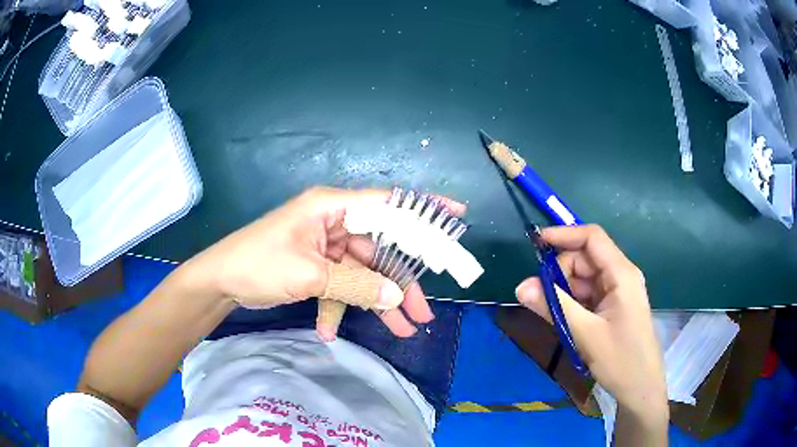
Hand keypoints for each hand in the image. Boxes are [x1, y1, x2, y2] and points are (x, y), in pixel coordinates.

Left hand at [192, 187, 463, 339]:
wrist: (219, 281)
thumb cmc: (259, 264)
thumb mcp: (311, 275)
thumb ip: (357, 286)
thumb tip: (397, 300)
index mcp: (332, 207)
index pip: (387, 203)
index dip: (423, 211)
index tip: (456, 217)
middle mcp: (333, 221)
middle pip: (380, 250)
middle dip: (400, 284)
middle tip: (422, 313)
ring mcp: (325, 246)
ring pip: (363, 273)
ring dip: (377, 302)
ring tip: (402, 331)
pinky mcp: (316, 266)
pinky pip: (339, 285)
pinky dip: (339, 306)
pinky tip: (331, 331)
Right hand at [515, 225, 666, 422]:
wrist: (640, 387)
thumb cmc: (620, 359)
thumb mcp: (585, 333)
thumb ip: (554, 307)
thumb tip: (520, 287)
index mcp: (621, 274)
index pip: (592, 238)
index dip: (564, 235)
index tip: (535, 244)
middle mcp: (620, 276)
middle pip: (584, 259)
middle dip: (559, 272)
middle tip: (537, 297)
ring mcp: (616, 291)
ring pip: (583, 278)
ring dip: (563, 290)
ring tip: (549, 313)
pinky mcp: (612, 306)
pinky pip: (587, 295)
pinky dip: (571, 302)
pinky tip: (563, 319)